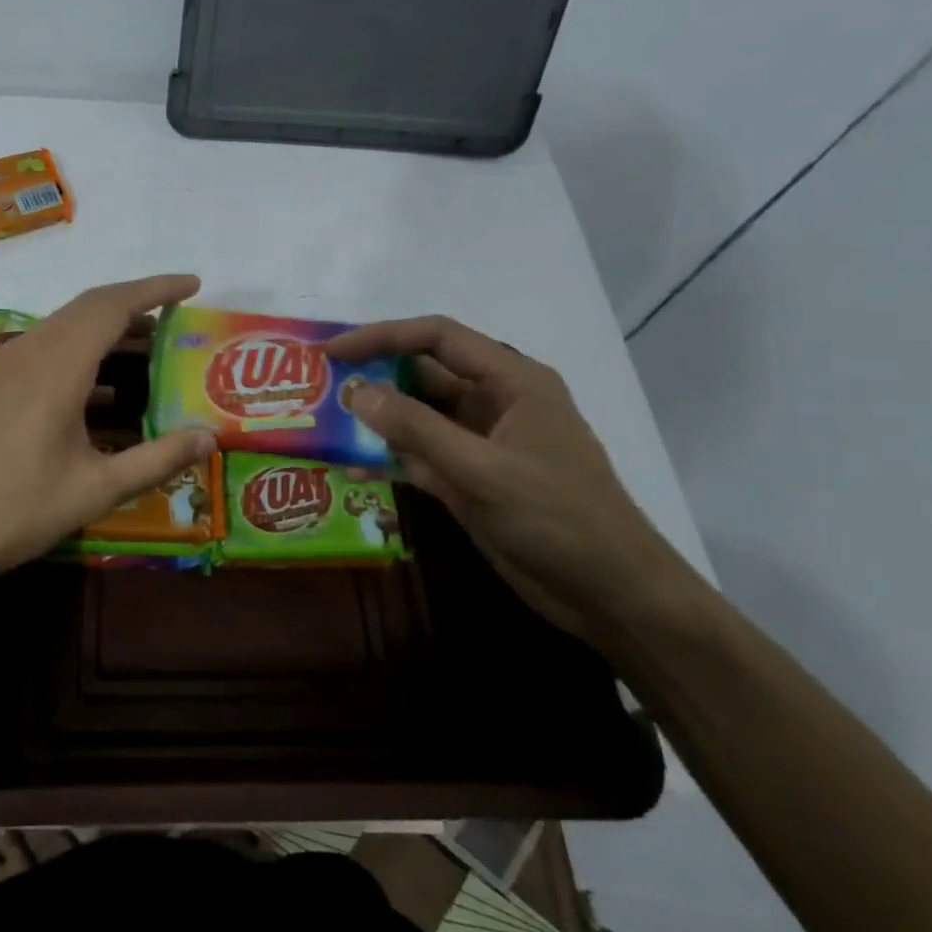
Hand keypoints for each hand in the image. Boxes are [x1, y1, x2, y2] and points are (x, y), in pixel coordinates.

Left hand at [0, 274, 215, 607]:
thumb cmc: (16, 509)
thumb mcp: (96, 489)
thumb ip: (156, 459)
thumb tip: (209, 437)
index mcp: (58, 366)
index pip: (113, 306)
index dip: (155, 289)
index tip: (192, 284)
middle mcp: (27, 352)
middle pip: (87, 308)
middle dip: (134, 306)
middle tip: (173, 322)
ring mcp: (0, 366)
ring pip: (62, 328)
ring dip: (103, 331)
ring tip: (141, 355)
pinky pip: (40, 349)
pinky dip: (76, 351)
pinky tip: (90, 389)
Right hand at [328, 315, 695, 646]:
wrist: (611, 595)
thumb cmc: (558, 518)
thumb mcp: (483, 470)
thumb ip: (417, 429)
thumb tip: (355, 391)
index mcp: (511, 381)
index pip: (438, 338)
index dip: (383, 336)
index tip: (334, 351)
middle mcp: (494, 402)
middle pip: (423, 374)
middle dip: (373, 377)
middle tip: (320, 386)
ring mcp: (481, 443)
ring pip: (417, 417)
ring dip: (377, 420)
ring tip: (326, 424)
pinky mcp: (471, 479)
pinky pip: (421, 456)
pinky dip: (389, 459)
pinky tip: (352, 470)